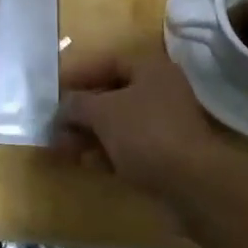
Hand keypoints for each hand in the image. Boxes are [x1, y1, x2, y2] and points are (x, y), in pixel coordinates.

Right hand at [57, 47, 220, 194]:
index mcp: (149, 67)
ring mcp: (165, 122)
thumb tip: (62, 107)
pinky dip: (109, 150)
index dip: (78, 74)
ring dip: (91, 133)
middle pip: (111, 93)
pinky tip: (89, 164)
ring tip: (65, 149)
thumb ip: (77, 105)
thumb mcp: (103, 113)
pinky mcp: (167, 152)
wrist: (193, 185)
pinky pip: (130, 144)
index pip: (106, 61)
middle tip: (56, 126)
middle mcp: (160, 88)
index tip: (54, 91)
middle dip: (81, 111)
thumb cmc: (146, 134)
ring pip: (119, 121)